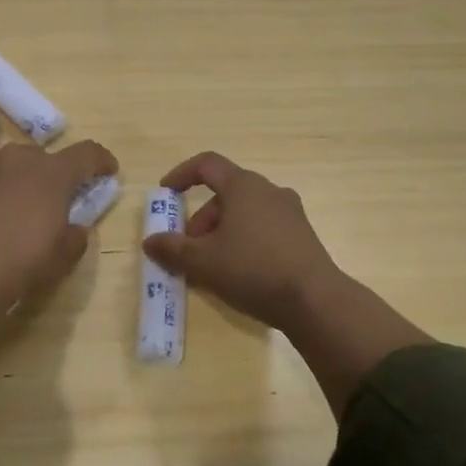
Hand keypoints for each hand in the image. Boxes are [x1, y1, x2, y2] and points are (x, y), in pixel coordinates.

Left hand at [0, 139, 117, 376]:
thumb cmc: (22, 259)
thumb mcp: (62, 256)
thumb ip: (75, 237)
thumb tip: (73, 230)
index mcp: (53, 172)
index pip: (87, 153)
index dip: (101, 160)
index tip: (109, 171)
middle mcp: (19, 161)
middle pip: (45, 158)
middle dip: (56, 174)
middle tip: (60, 199)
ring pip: (13, 169)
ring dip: (23, 183)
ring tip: (24, 212)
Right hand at [143, 151, 429, 416]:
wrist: (315, 301)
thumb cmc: (253, 269)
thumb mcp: (204, 262)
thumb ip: (173, 249)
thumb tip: (150, 241)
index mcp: (244, 186)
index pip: (207, 165)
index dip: (181, 174)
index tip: (165, 192)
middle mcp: (269, 191)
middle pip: (225, 193)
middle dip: (200, 218)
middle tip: (188, 248)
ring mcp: (290, 212)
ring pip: (244, 212)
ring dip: (221, 231)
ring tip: (211, 265)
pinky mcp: (302, 235)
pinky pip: (263, 227)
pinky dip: (243, 240)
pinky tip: (239, 271)